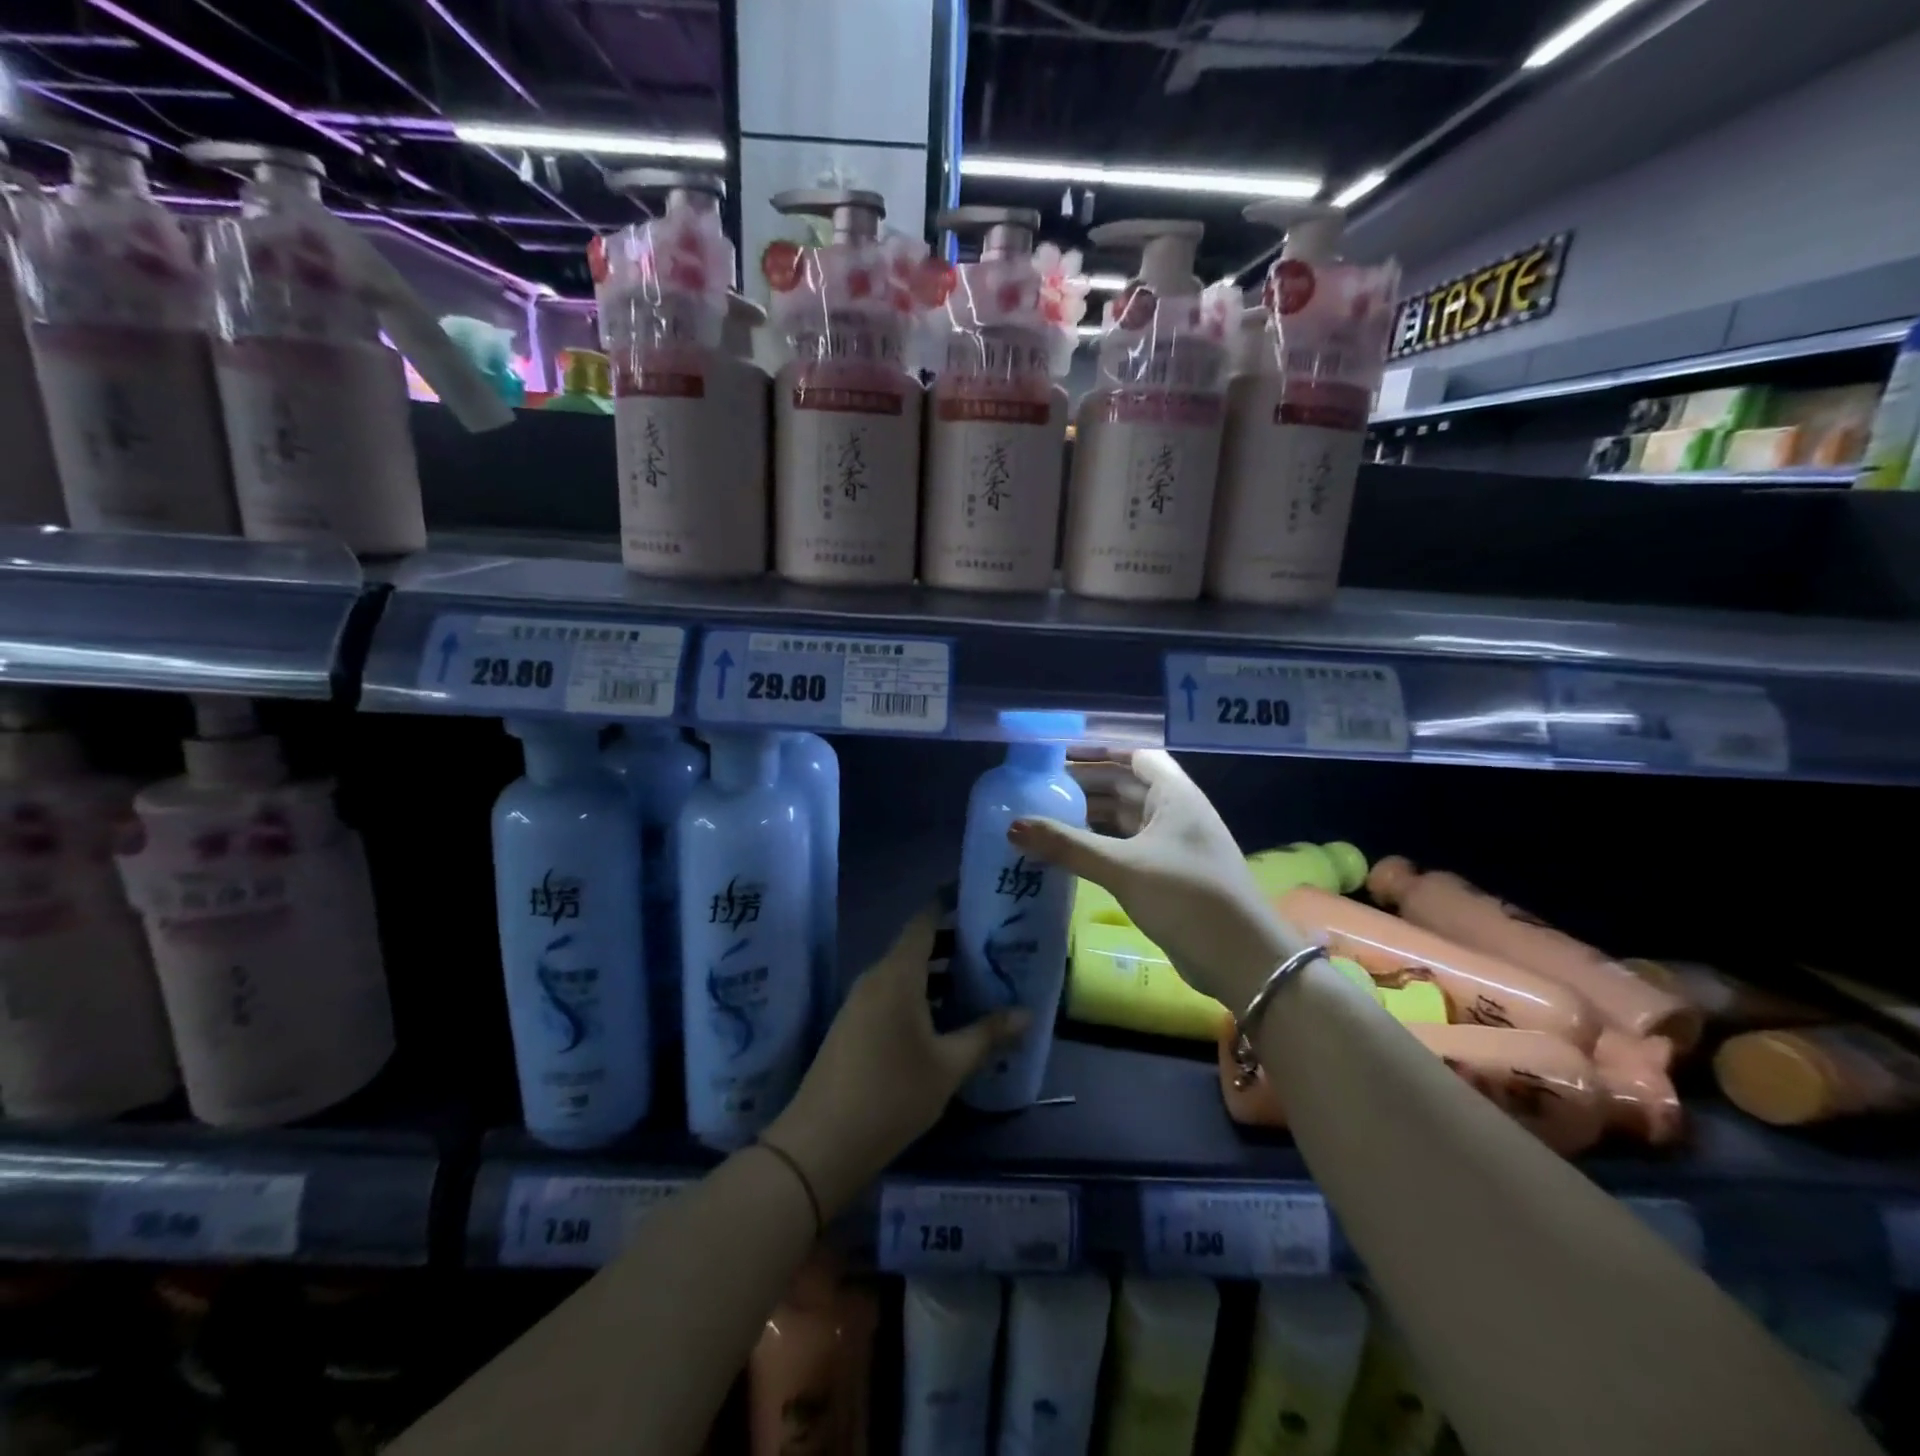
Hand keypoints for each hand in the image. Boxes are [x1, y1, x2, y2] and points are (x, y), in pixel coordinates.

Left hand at [765, 907, 1027, 1215]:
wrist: (821, 1142)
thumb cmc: (892, 1094)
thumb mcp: (949, 1066)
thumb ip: (987, 1035)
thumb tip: (1027, 1014)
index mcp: (898, 973)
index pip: (924, 919)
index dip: (949, 903)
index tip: (978, 896)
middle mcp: (876, 977)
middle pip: (917, 946)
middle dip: (955, 943)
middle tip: (995, 947)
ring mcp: (860, 1002)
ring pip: (906, 973)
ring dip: (939, 974)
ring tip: (980, 982)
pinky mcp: (854, 1025)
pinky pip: (892, 994)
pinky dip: (921, 995)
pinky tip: (947, 1019)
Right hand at [1008, 749, 1307, 1008]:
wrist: (1241, 959)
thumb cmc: (1187, 896)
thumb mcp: (1123, 867)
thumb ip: (1068, 846)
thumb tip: (1013, 826)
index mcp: (1175, 795)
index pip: (1135, 756)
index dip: (1100, 751)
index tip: (1059, 756)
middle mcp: (1176, 812)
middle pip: (1127, 785)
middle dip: (1087, 784)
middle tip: (1041, 788)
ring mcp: (1174, 845)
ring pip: (1126, 818)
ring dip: (1091, 816)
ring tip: (1047, 816)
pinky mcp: (1168, 874)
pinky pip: (1127, 847)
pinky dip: (1100, 844)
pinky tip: (1072, 852)